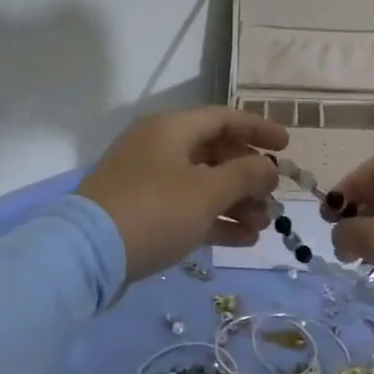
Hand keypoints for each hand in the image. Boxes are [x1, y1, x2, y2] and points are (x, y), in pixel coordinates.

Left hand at [77, 106, 288, 280]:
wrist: (86, 255)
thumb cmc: (154, 211)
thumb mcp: (207, 191)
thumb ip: (245, 175)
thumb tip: (268, 168)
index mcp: (171, 129)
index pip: (223, 118)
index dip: (258, 129)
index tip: (287, 146)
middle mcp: (158, 147)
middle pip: (214, 152)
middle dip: (248, 176)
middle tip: (273, 198)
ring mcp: (147, 181)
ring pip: (202, 184)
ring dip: (235, 202)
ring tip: (262, 226)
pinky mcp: (141, 212)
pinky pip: (186, 208)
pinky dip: (214, 219)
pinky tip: (243, 239)